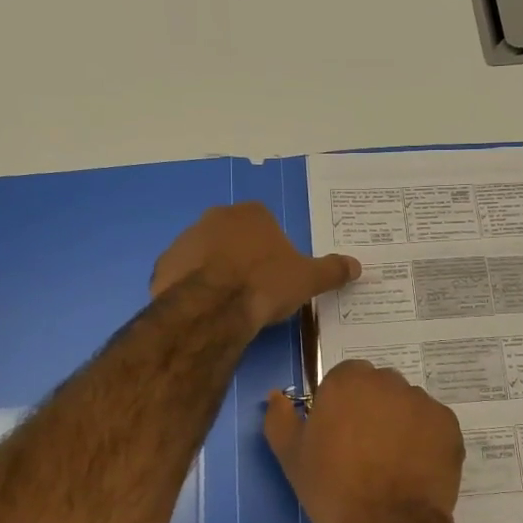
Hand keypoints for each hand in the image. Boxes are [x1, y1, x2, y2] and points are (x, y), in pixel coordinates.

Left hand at [152, 202, 359, 332]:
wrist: (213, 308)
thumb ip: (331, 270)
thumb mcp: (308, 279)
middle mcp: (216, 217)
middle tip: (256, 289)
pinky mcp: (165, 265)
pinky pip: (184, 275)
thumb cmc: (265, 284)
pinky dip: (193, 287)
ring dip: (217, 271)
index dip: (273, 249)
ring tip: (230, 304)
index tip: (278, 274)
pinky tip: (206, 309)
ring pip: (207, 254)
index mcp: (252, 213)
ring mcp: (186, 239)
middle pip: (235, 236)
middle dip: (244, 257)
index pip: (266, 224)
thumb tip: (357, 265)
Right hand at [264, 360, 464, 522]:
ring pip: (407, 406)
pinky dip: (425, 441)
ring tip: (392, 465)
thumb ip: (280, 419)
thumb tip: (276, 396)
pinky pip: (432, 426)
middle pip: (378, 388)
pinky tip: (415, 470)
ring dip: (400, 424)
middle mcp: (388, 381)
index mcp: (348, 380)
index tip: (337, 435)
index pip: (344, 379)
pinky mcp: (449, 426)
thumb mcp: (292, 457)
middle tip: (364, 451)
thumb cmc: (333, 489)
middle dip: (372, 410)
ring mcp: (423, 402)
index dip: (340, 406)